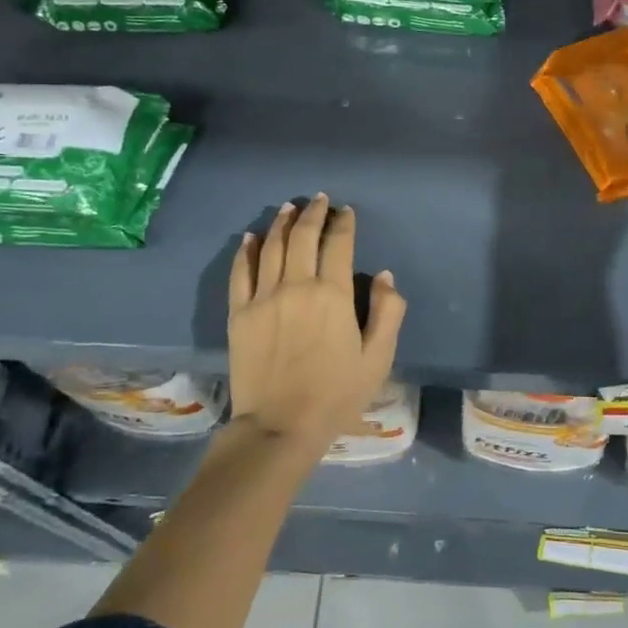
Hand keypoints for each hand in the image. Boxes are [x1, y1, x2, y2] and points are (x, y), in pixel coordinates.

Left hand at [227, 194, 406, 448]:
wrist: (279, 427)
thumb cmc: (336, 395)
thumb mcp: (378, 358)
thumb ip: (388, 313)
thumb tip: (386, 276)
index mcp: (333, 294)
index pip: (338, 244)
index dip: (344, 223)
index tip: (346, 212)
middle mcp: (296, 285)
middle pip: (303, 236)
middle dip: (314, 213)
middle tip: (319, 200)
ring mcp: (263, 297)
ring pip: (272, 247)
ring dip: (282, 223)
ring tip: (289, 208)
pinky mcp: (239, 313)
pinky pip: (241, 272)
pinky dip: (247, 250)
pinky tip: (251, 238)